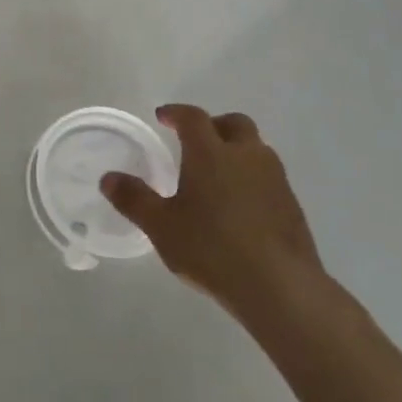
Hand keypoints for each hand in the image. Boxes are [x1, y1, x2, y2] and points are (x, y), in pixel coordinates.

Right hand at [101, 105, 328, 335]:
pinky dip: (253, 179)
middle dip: (214, 125)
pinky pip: (269, 177)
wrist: (281, 288)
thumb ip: (134, 199)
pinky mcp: (293, 205)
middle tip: (195, 142)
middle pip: (234, 123)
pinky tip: (241, 206)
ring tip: (218, 175)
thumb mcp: (161, 227)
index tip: (163, 117)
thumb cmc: (212, 248)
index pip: (193, 117)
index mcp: (211, 152)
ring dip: (237, 151)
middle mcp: (246, 155)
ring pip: (257, 149)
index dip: (176, 113)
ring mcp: (275, 179)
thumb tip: (108, 178)